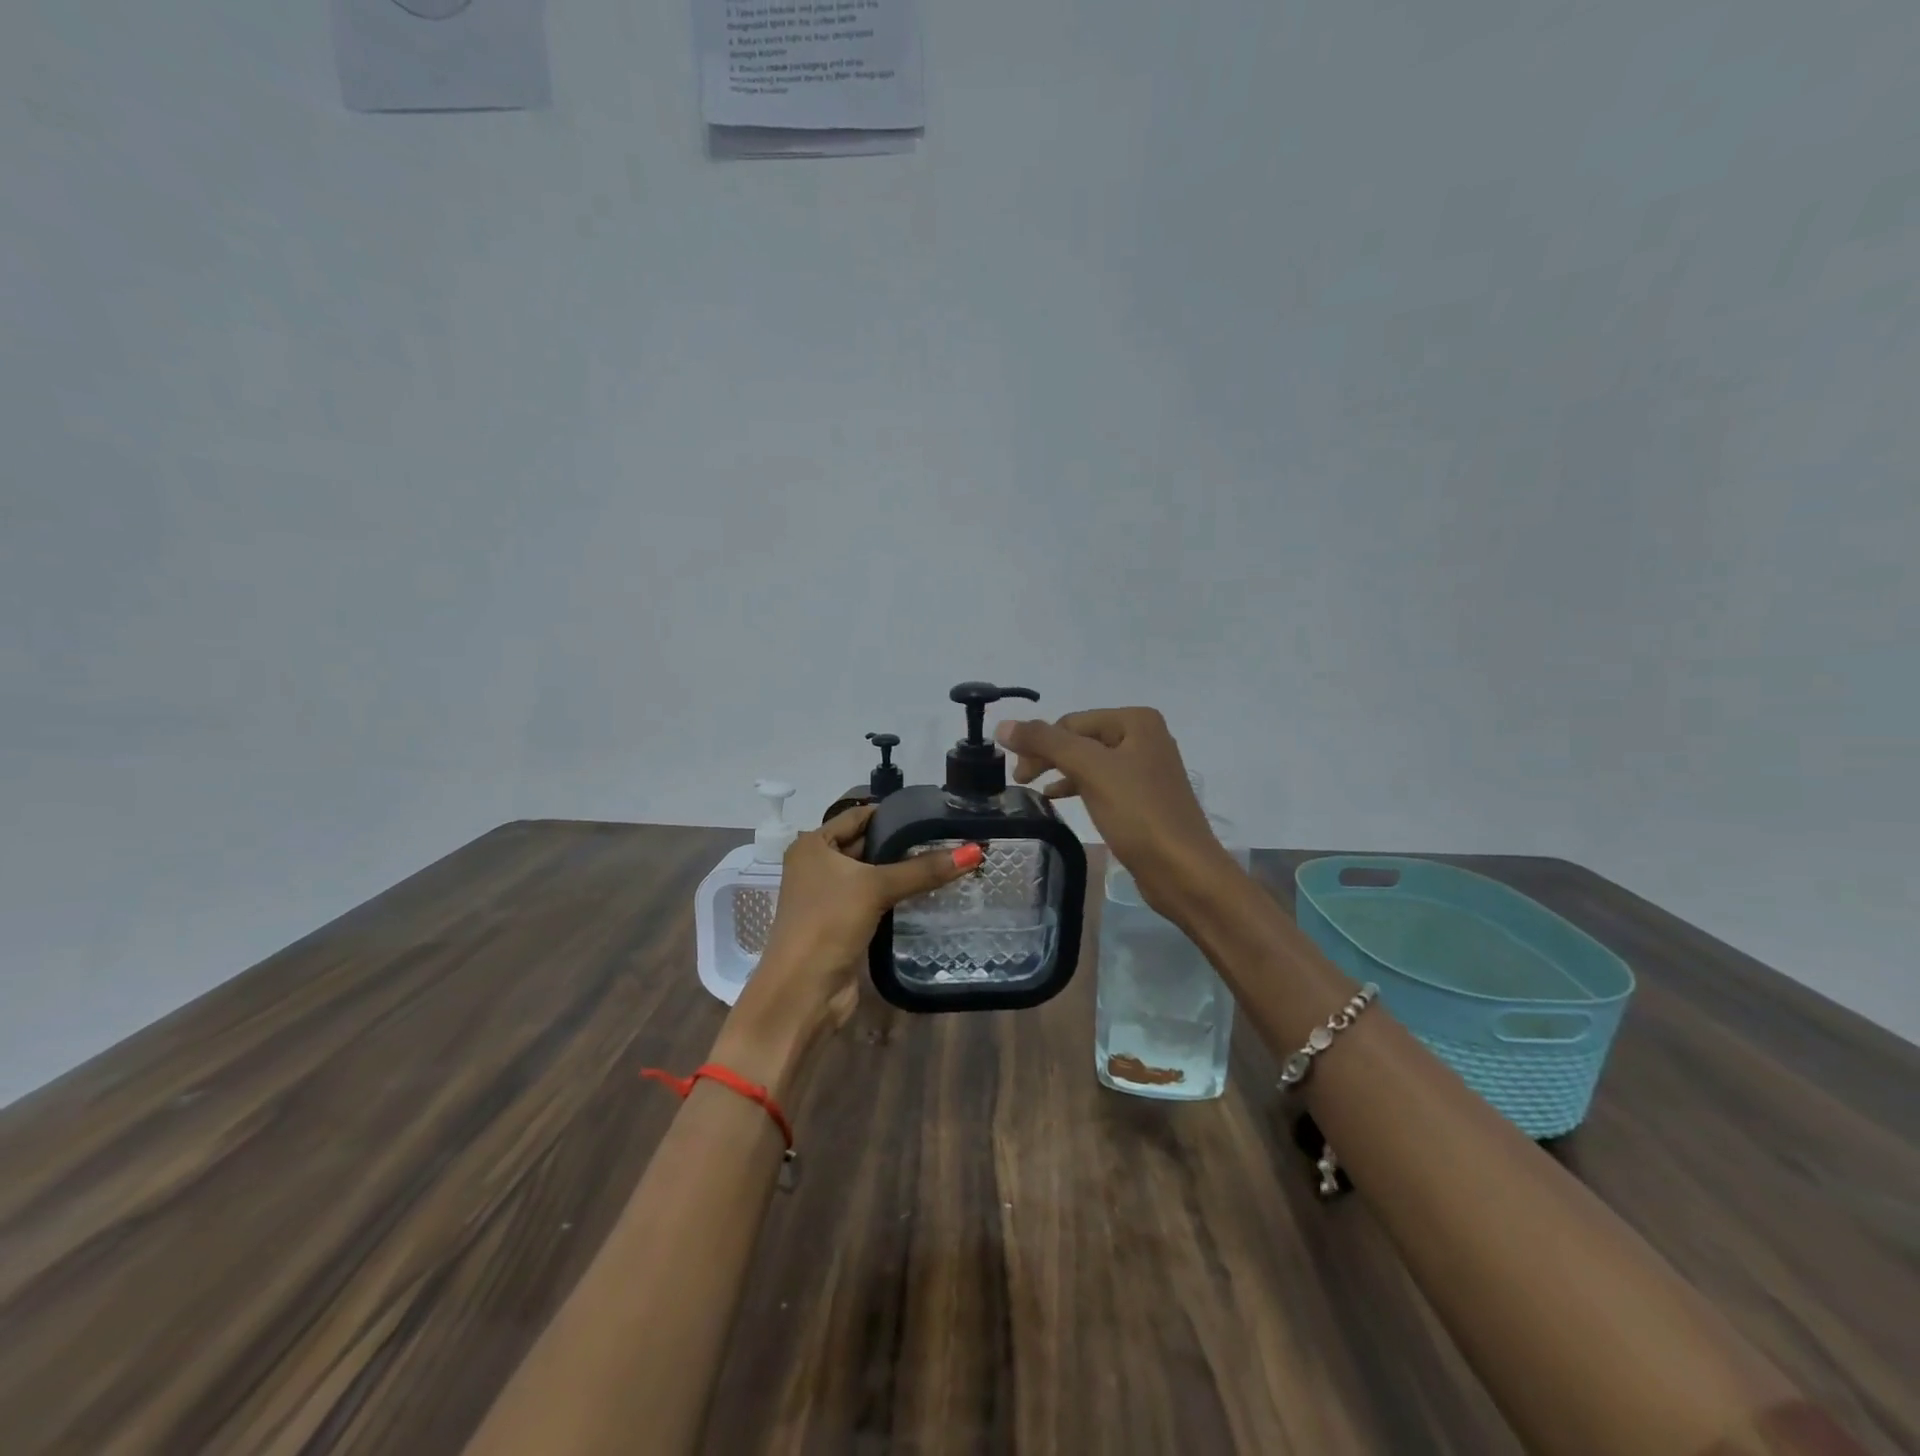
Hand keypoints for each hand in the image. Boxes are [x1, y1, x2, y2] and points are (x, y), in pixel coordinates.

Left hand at [718, 805, 980, 1092]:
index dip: (893, 813)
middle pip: (866, 844)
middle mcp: (817, 866)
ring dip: (902, 871)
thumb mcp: (875, 888)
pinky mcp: (843, 923)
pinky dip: (897, 895)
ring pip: (872, 875)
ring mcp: (829, 897)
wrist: (803, 991)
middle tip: (947, 836)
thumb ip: (922, 870)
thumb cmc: (829, 924)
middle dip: (902, 843)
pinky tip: (929, 892)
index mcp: (813, 846)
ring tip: (946, 860)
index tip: (932, 811)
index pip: (858, 816)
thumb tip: (973, 852)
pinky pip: (875, 900)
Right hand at [995, 708, 1234, 914]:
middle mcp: (1144, 737)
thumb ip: (1045, 742)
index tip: (1014, 771)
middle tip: (1019, 780)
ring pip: (1089, 761)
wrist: (1183, 871)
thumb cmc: (1139, 813)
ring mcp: (1145, 768)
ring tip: (1031, 788)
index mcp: (1136, 721)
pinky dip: (1077, 786)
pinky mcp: (1143, 798)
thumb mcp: (1090, 770)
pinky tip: (1057, 798)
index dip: (1039, 742)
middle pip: (1080, 739)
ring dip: (1059, 771)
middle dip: (1048, 755)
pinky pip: (1101, 782)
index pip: (1071, 722)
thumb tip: (1003, 725)